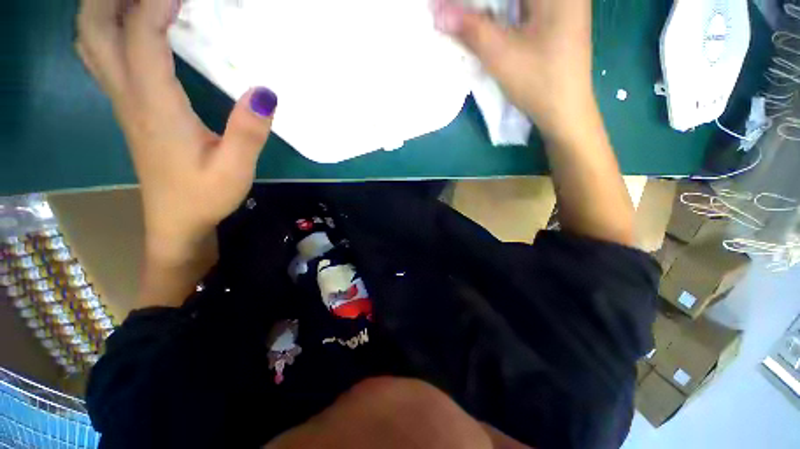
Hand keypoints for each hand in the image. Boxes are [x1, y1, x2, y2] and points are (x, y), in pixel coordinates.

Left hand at [76, 0, 276, 257]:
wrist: (176, 221)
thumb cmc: (205, 196)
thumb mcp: (235, 169)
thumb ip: (248, 131)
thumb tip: (265, 91)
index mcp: (154, 106)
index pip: (142, 36)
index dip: (158, 2)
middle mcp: (128, 95)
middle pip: (95, 27)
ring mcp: (124, 100)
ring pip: (92, 39)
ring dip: (107, 7)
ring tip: (139, 0)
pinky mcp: (129, 107)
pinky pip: (104, 55)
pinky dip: (111, 28)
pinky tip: (134, 26)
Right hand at [432, 0, 594, 140]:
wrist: (565, 110)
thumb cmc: (538, 82)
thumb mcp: (501, 55)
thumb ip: (470, 29)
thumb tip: (437, 12)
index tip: (447, 8)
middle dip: (479, 3)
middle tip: (454, 14)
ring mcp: (562, 2)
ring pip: (513, 1)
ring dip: (488, 8)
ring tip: (466, 21)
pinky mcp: (556, 17)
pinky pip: (521, 8)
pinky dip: (501, 14)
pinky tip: (487, 25)